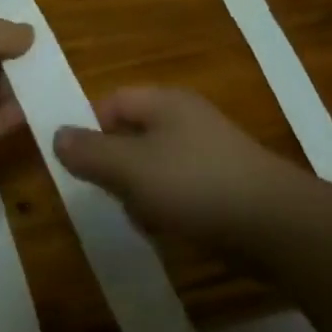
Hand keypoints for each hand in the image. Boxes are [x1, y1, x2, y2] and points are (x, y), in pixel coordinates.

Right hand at [54, 88, 299, 249]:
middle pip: (131, 136)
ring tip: (146, 218)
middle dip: (116, 168)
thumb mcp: (130, 168)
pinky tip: (172, 230)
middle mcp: (186, 119)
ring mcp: (208, 151)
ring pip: (153, 168)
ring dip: (141, 194)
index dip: (91, 128)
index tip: (80, 165)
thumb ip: (90, 152)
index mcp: (164, 102)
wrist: (274, 224)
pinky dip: (168, 208)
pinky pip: (179, 190)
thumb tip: (57, 134)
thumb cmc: (194, 185)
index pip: (112, 101)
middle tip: (114, 195)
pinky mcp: (223, 183)